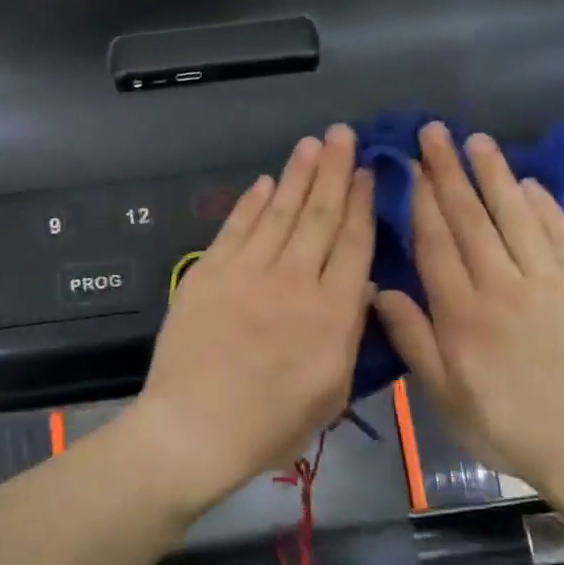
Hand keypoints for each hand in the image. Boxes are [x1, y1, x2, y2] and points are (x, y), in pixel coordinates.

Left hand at [122, 125, 374, 515]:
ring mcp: (248, 272)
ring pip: (280, 212)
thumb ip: (349, 337)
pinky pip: (235, 228)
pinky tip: (265, 182)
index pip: (354, 243)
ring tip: (312, 144)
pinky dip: (251, 202)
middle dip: (335, 171)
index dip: (363, 203)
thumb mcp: (333, 393)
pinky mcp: (209, 273)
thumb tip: (361, 290)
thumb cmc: (270, 426)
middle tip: (343, 135)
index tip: (369, 172)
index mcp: (333, 313)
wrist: (194, 429)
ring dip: (297, 174)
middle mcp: (294, 280)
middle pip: (320, 215)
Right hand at [372, 122, 563, 512]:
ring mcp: (550, 283)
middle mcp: (503, 286)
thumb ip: (413, 340)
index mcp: (462, 314)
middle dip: (450, 172)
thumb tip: (380, 290)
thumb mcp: (444, 395)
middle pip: (472, 219)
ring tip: (478, 140)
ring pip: (516, 217)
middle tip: (436, 132)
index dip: (422, 202)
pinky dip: (544, 206)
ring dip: (495, 175)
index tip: (411, 166)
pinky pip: (562, 236)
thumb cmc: (506, 427)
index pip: (437, 244)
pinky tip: (528, 183)